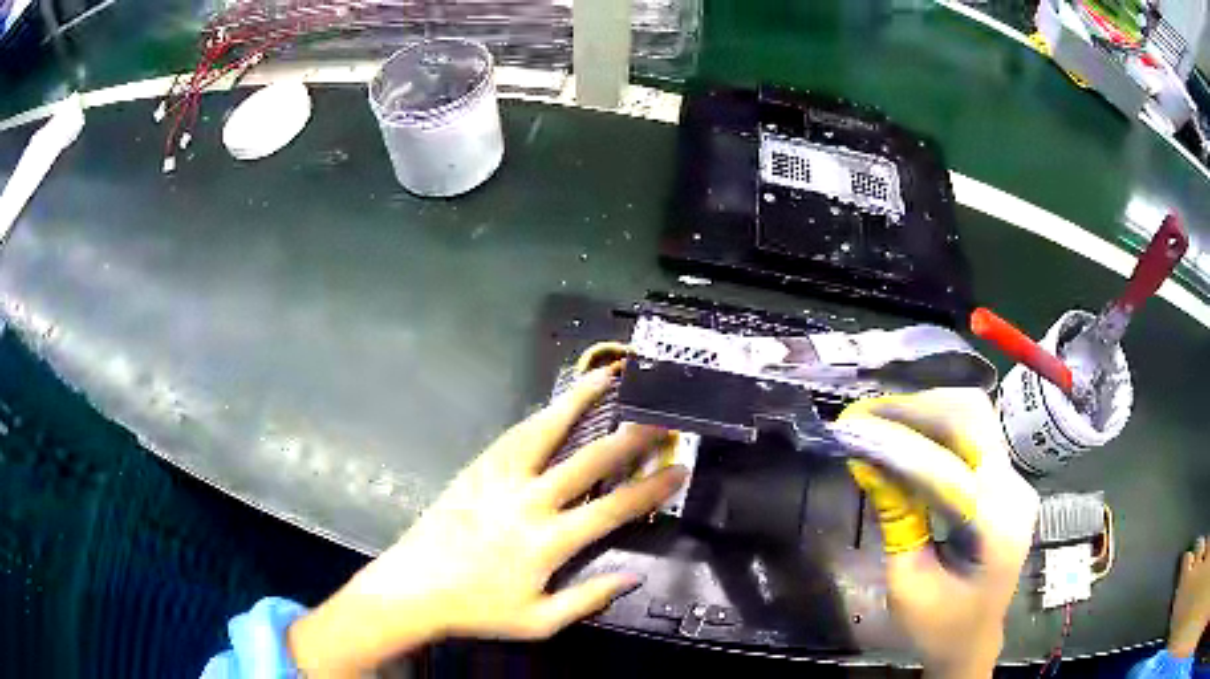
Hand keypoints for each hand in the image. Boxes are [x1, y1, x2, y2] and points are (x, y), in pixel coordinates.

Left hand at [286, 363, 686, 676]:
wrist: (413, 589)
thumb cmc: (478, 610)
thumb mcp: (539, 623)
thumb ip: (588, 599)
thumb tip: (632, 576)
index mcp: (547, 542)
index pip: (613, 509)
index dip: (651, 489)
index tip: (678, 469)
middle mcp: (528, 502)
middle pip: (588, 462)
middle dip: (629, 438)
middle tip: (658, 415)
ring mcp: (499, 479)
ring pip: (546, 431)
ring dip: (579, 401)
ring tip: (606, 376)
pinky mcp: (477, 469)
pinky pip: (514, 435)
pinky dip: (541, 415)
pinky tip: (555, 403)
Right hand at [839, 389, 1038, 678]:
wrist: (973, 640)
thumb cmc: (938, 626)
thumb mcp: (907, 583)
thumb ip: (895, 520)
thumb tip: (868, 461)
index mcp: (996, 528)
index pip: (947, 470)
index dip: (898, 445)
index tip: (853, 428)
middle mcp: (1015, 491)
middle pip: (973, 417)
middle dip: (917, 410)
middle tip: (868, 414)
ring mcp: (1016, 481)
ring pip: (974, 417)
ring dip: (926, 412)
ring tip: (881, 420)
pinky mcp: (1006, 479)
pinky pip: (973, 435)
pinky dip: (937, 428)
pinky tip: (907, 436)